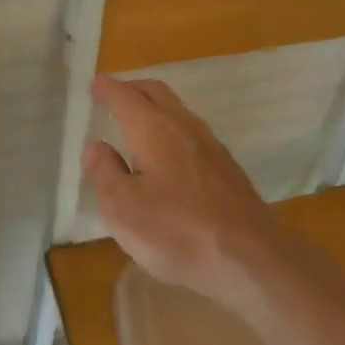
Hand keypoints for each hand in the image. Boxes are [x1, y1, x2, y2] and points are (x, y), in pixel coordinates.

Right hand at [84, 76, 282, 305]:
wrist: (250, 258)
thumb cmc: (176, 231)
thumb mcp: (122, 208)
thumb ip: (105, 173)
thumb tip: (98, 148)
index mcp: (153, 129)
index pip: (125, 97)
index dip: (107, 89)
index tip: (95, 85)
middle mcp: (183, 126)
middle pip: (156, 93)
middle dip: (133, 89)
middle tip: (115, 95)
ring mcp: (211, 146)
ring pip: (178, 111)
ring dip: (155, 108)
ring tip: (138, 123)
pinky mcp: (228, 169)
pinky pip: (192, 134)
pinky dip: (172, 130)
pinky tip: (169, 156)